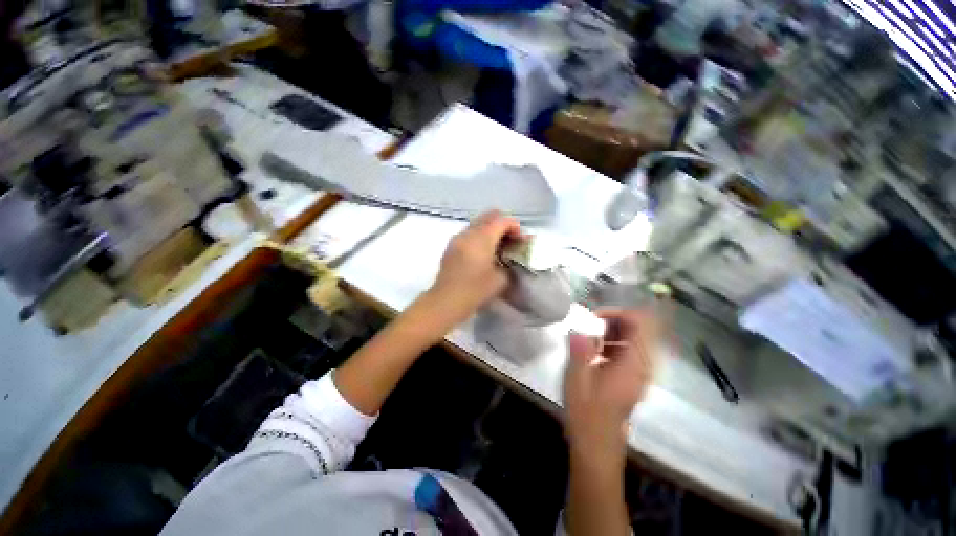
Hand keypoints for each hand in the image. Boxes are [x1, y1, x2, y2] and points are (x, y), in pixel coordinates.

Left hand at [427, 211, 521, 321]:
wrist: (446, 301)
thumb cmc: (475, 290)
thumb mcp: (501, 279)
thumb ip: (511, 263)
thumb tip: (513, 257)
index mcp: (482, 238)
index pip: (502, 220)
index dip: (516, 227)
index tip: (521, 242)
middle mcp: (468, 232)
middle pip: (489, 216)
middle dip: (504, 225)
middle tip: (511, 241)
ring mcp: (457, 238)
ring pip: (478, 223)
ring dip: (491, 230)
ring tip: (498, 247)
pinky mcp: (451, 246)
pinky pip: (469, 232)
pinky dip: (480, 236)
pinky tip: (484, 253)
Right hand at [563, 308, 662, 464]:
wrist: (597, 444)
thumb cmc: (586, 412)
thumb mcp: (577, 378)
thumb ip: (579, 349)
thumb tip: (579, 327)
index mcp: (633, 364)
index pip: (642, 323)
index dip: (619, 312)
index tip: (594, 317)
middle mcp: (643, 365)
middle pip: (640, 327)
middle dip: (614, 320)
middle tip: (589, 327)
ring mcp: (639, 371)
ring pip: (635, 337)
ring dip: (612, 331)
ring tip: (589, 338)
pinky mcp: (633, 377)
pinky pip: (629, 349)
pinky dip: (612, 343)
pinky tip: (593, 352)